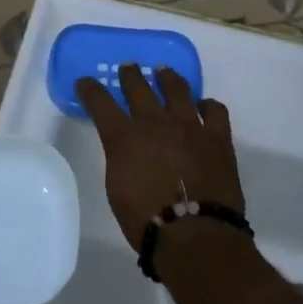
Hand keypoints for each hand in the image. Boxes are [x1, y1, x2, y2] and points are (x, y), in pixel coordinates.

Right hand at [75, 65, 243, 251]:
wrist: (194, 236)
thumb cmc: (146, 221)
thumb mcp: (117, 188)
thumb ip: (121, 159)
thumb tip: (128, 150)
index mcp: (124, 137)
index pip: (100, 102)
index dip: (90, 90)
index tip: (85, 83)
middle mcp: (154, 122)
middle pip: (138, 87)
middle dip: (130, 75)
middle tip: (128, 68)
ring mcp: (189, 126)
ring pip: (177, 89)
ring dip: (167, 78)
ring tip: (164, 72)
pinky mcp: (217, 137)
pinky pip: (214, 110)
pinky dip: (208, 105)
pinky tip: (205, 106)